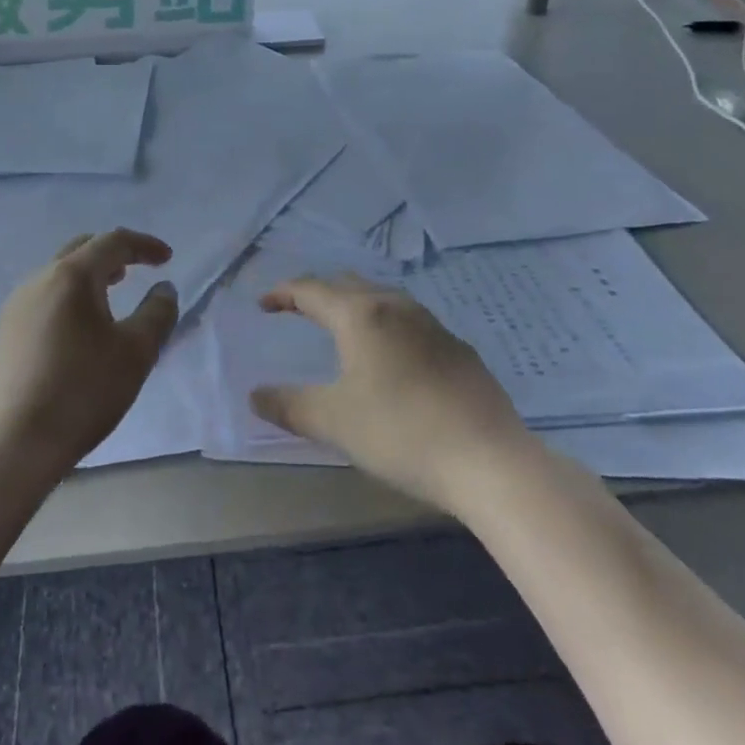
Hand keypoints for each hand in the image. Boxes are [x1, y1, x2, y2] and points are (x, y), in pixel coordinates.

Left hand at [0, 230, 178, 480]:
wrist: (11, 445)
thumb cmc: (81, 391)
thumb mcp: (135, 353)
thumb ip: (157, 313)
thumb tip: (164, 289)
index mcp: (71, 276)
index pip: (112, 242)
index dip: (143, 245)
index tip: (167, 258)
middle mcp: (38, 281)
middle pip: (80, 250)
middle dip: (111, 254)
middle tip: (135, 270)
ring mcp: (15, 308)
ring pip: (57, 275)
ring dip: (88, 277)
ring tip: (109, 297)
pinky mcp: (3, 335)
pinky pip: (43, 299)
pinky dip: (68, 299)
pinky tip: (77, 331)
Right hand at [250, 276, 532, 512]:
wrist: (489, 459)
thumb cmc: (401, 432)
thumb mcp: (334, 422)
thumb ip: (290, 406)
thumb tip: (255, 395)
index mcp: (361, 315)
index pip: (312, 290)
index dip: (283, 294)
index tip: (263, 305)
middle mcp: (396, 307)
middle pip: (348, 284)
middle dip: (318, 292)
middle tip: (297, 309)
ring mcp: (432, 325)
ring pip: (383, 298)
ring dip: (355, 304)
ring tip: (341, 325)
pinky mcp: (457, 349)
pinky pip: (409, 321)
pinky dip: (385, 325)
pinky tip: (391, 355)